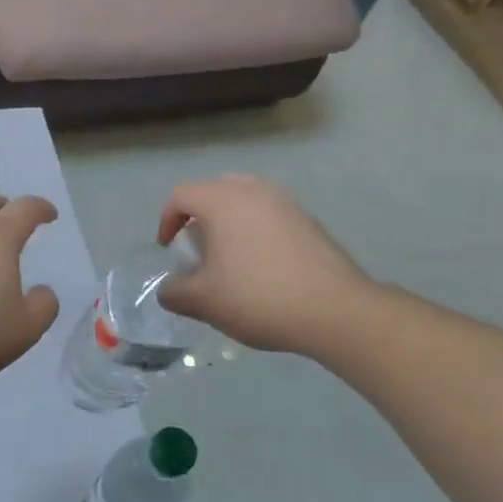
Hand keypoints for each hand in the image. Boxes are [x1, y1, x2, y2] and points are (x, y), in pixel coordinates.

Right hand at [156, 175, 378, 356]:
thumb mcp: (203, 301)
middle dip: (199, 217)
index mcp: (222, 201)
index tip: (169, 250)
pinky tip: (262, 266)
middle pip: (214, 191)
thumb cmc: (258, 297)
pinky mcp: (309, 221)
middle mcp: (253, 191)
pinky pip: (270, 215)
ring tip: (229, 256)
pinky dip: (256, 231)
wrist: (335, 311)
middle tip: (198, 247)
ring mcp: (285, 203)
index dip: (167, 221)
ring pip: (245, 200)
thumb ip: (175, 292)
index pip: (181, 196)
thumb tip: (168, 290)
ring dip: (229, 222)